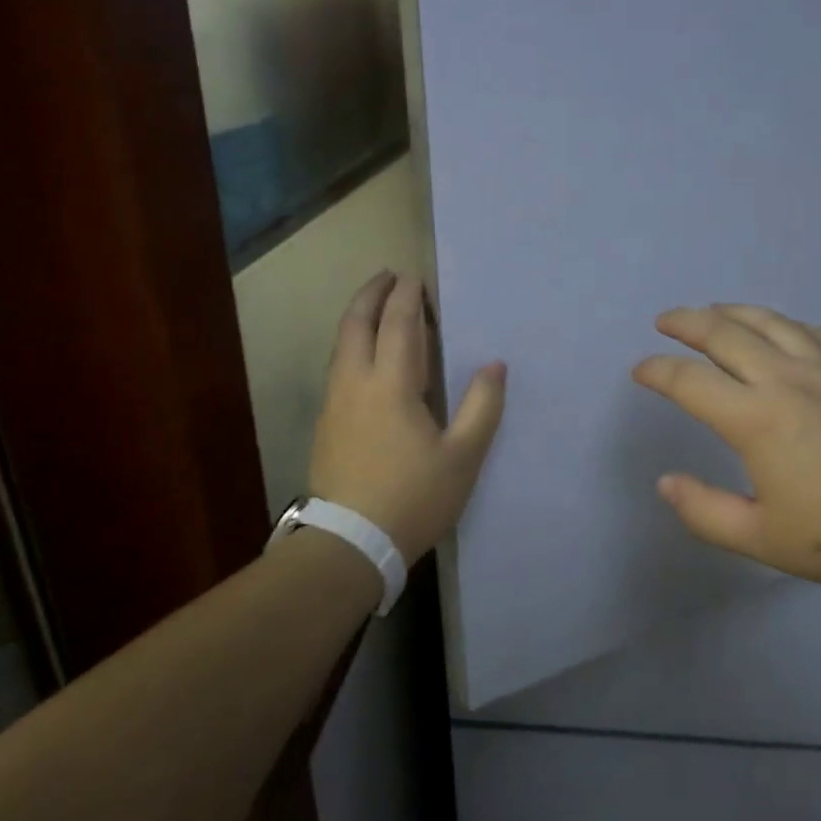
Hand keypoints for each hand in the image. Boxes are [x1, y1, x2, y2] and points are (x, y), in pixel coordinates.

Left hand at [310, 272, 506, 564]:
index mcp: (392, 385)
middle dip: (371, 294)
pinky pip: (338, 367)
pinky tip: (365, 358)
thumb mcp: (463, 457)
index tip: (416, 278)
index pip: (399, 324)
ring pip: (341, 345)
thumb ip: (482, 406)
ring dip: (358, 317)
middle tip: (389, 276)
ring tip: (377, 309)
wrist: (350, 544)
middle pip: (356, 323)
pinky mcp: (326, 424)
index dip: (408, 297)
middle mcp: (356, 383)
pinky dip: (352, 345)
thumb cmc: (414, 497)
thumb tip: (495, 365)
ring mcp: (334, 403)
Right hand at [632, 304, 820, 595]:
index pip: (689, 382)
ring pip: (770, 323)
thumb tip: (666, 482)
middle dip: (687, 322)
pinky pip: (815, 333)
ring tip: (713, 311)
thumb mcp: (765, 540)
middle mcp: (786, 380)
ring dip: (733, 312)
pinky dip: (786, 324)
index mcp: (756, 419)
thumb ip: (706, 512)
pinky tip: (783, 330)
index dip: (657, 371)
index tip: (640, 370)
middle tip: (665, 320)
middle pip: (725, 334)